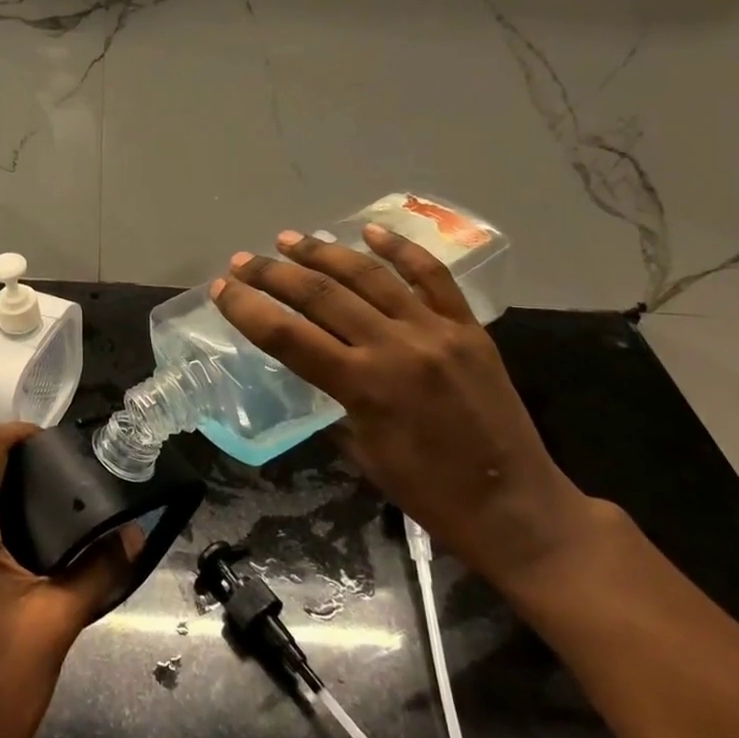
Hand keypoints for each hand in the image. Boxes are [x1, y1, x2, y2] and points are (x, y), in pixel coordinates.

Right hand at [211, 226, 597, 588]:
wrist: (516, 506)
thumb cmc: (429, 492)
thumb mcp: (362, 453)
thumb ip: (333, 403)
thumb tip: (312, 369)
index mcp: (363, 386)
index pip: (287, 336)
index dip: (247, 309)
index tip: (222, 289)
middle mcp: (395, 347)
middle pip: (320, 295)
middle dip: (274, 274)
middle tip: (244, 261)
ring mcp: (435, 330)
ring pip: (369, 275)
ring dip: (323, 252)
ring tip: (290, 239)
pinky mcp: (468, 327)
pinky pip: (431, 276)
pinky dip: (399, 249)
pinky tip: (369, 231)